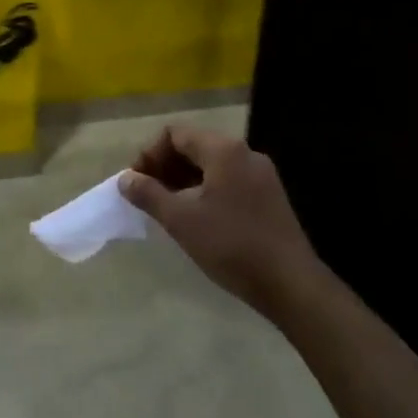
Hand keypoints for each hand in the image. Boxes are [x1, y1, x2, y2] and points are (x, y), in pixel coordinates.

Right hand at [119, 125, 321, 320]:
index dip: (149, 154)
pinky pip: (227, 180)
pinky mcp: (269, 196)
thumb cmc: (231, 245)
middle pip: (193, 146)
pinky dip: (204, 190)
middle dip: (165, 167)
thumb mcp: (180, 220)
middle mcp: (245, 153)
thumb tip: (125, 179)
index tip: (137, 183)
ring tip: (167, 209)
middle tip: (147, 196)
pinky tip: (196, 218)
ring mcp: (261, 175)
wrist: (291, 284)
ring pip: (210, 165)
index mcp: (223, 150)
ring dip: (183, 180)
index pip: (175, 134)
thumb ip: (148, 194)